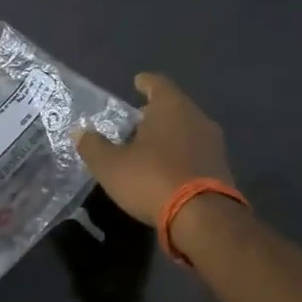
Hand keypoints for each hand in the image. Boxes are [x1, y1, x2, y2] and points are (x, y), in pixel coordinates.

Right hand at [74, 73, 232, 226]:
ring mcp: (213, 144)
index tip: (136, 83)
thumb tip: (79, 132)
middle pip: (173, 107)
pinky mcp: (221, 168)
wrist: (203, 218)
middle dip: (154, 113)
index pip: (157, 83)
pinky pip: (195, 152)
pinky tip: (166, 169)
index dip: (144, 83)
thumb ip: (93, 146)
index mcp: (171, 107)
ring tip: (148, 147)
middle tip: (134, 122)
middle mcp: (197, 118)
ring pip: (186, 130)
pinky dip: (180, 155)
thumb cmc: (152, 179)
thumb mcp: (110, 165)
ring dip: (168, 135)